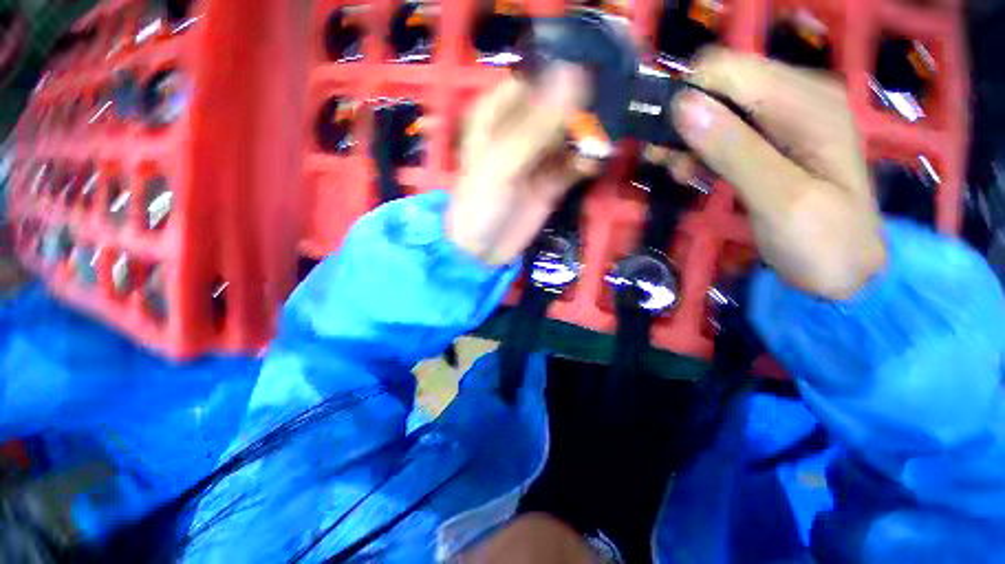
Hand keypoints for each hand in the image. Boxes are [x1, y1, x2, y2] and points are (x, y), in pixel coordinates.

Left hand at [447, 65, 594, 265]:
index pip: (535, 80)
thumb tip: (574, 75)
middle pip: (558, 106)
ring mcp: (537, 157)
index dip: (562, 77)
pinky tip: (590, 166)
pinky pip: (574, 164)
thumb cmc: (480, 203)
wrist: (481, 251)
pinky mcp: (551, 181)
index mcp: (497, 114)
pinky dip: (585, 163)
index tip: (591, 77)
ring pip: (570, 135)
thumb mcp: (502, 162)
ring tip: (600, 143)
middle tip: (604, 113)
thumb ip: (537, 125)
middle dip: (581, 110)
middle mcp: (519, 130)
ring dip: (587, 137)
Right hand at [672, 49, 885, 299]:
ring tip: (680, 174)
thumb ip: (734, 150)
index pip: (731, 70)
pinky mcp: (769, 141)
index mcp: (809, 102)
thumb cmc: (823, 242)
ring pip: (716, 110)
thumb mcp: (781, 199)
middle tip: (669, 163)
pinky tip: (691, 174)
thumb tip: (682, 107)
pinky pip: (722, 132)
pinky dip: (699, 151)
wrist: (842, 273)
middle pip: (721, 86)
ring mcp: (783, 120)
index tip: (665, 139)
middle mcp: (797, 98)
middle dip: (686, 122)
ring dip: (688, 140)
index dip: (689, 98)